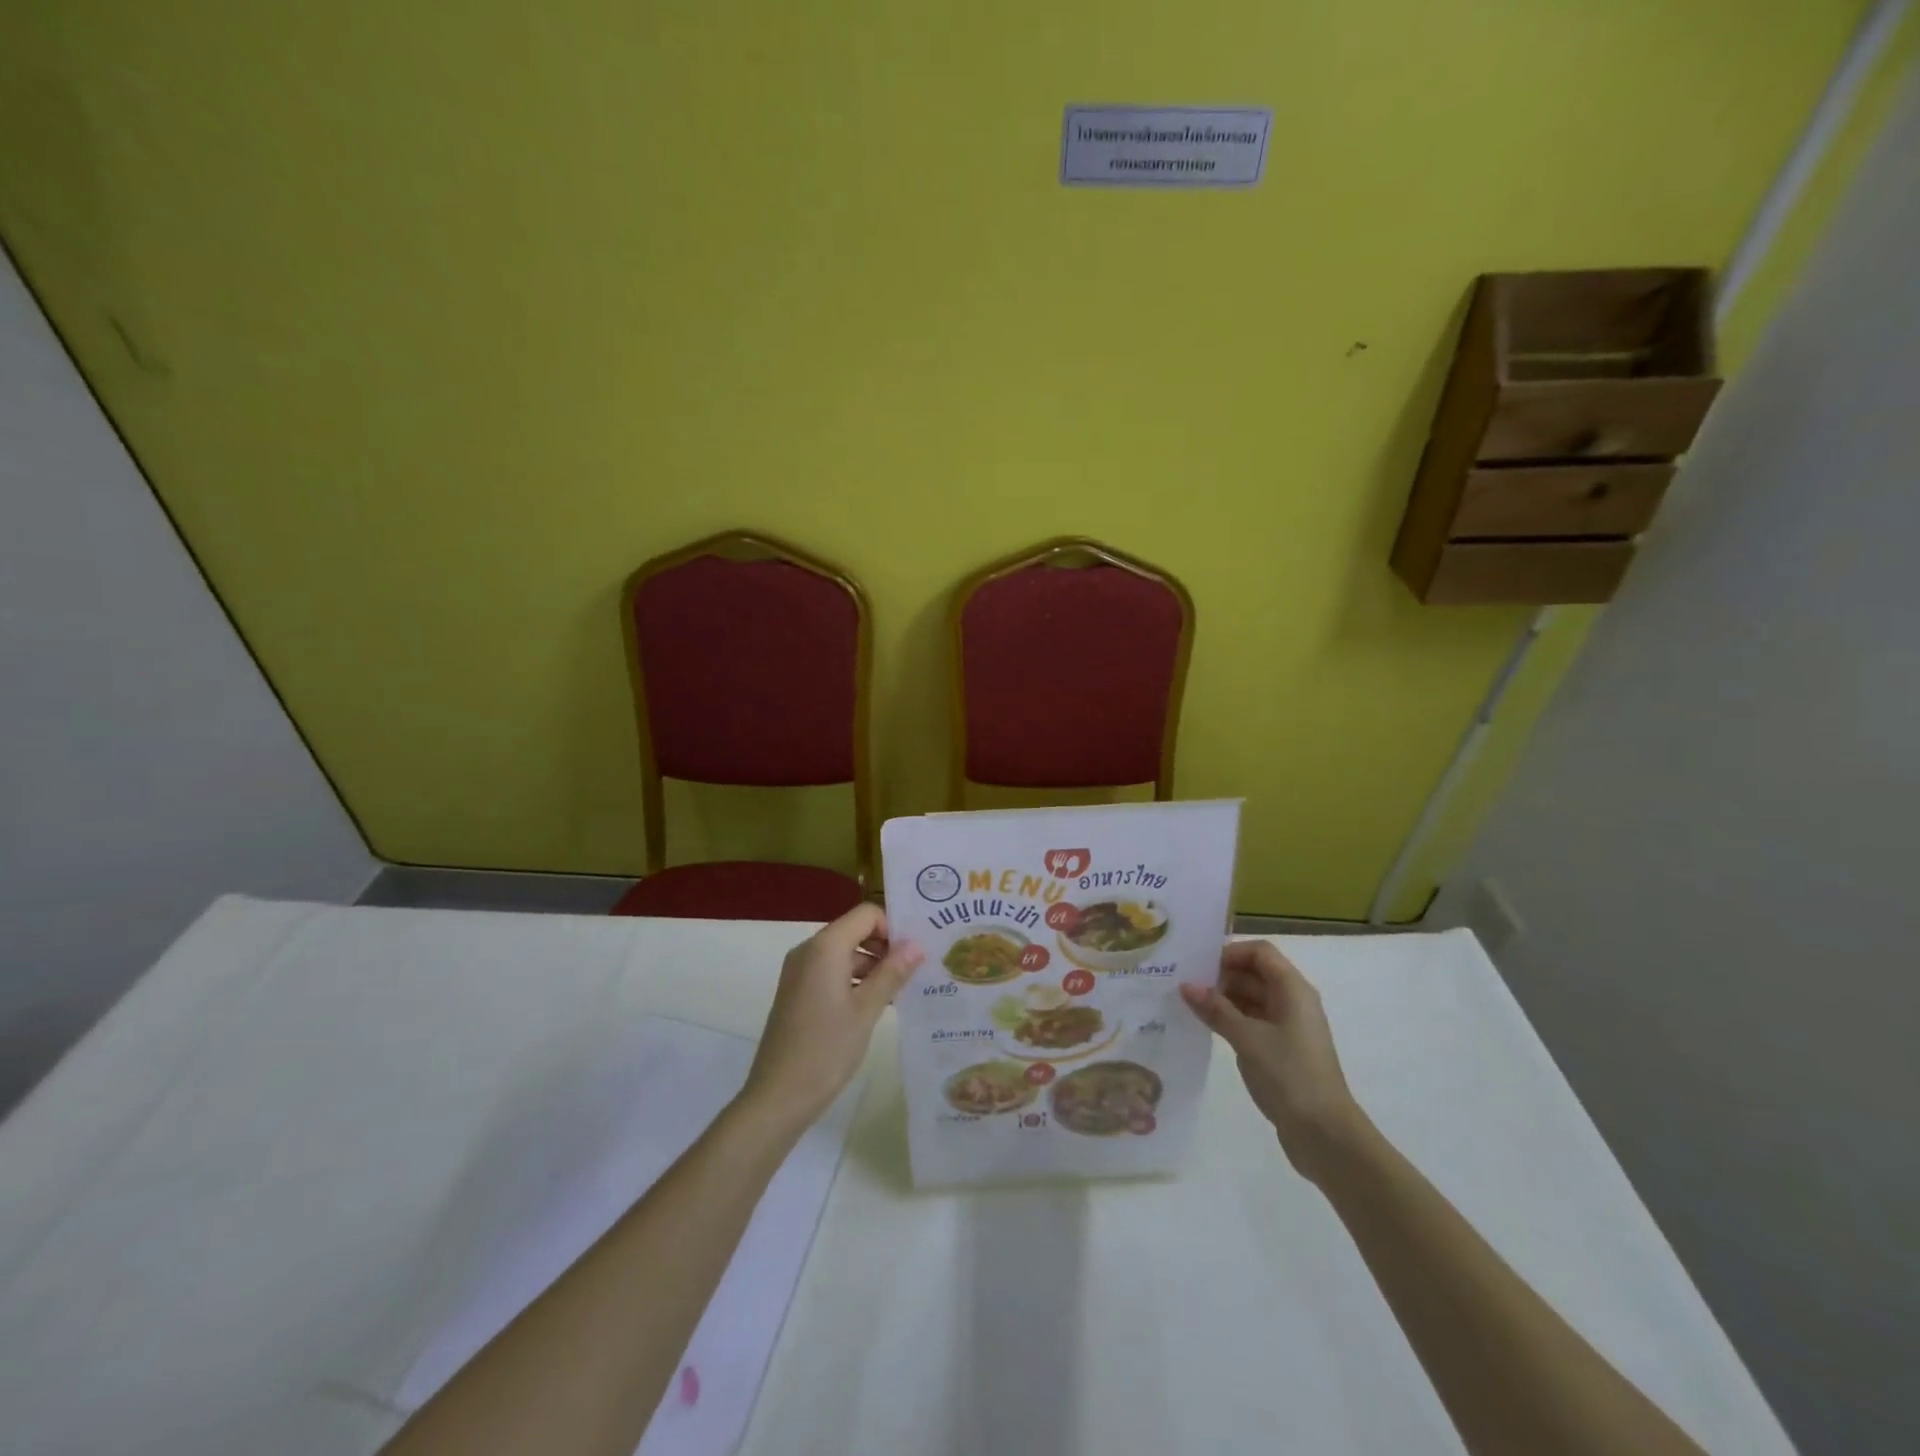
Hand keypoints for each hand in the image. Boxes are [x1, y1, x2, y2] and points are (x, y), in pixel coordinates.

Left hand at [739, 903, 922, 1131]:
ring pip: (844, 953)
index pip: (866, 914)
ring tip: (900, 992)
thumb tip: (916, 945)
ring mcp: (799, 971)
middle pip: (854, 931)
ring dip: (872, 966)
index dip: (892, 928)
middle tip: (913, 973)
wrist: (778, 1096)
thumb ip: (892, 973)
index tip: (913, 954)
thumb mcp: (866, 1010)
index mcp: (825, 947)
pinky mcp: (797, 991)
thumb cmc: (826, 1049)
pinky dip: (854, 980)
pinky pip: (831, 971)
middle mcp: (809, 950)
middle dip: (885, 947)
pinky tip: (875, 1006)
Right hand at [1180, 941, 1365, 1180]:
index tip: (1199, 965)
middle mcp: (1293, 1001)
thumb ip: (1215, 1009)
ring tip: (1188, 1005)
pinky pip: (1253, 1021)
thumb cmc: (1289, 1076)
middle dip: (1221, 975)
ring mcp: (1289, 1027)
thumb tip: (1186, 985)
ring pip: (1252, 998)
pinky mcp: (1282, 1050)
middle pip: (1255, 973)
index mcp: (1293, 990)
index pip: (1260, 952)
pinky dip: (1231, 1019)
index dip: (1230, 953)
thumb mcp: (1247, 1039)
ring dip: (1223, 998)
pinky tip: (1206, 1027)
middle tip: (1184, 984)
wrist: (1325, 1135)